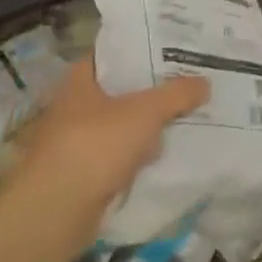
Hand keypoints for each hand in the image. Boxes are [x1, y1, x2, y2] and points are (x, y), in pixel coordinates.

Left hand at [14, 59, 208, 212]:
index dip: (140, 48)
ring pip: (120, 125)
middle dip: (150, 90)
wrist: (55, 212)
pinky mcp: (81, 174)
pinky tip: (163, 155)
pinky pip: (118, 156)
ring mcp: (75, 142)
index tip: (171, 48)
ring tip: (183, 117)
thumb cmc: (96, 145)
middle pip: (119, 90)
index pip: (112, 53)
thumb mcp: (146, 111)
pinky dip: (136, 156)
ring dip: (145, 126)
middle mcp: (74, 106)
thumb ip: (177, 94)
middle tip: (186, 82)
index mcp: (80, 80)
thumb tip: (205, 82)